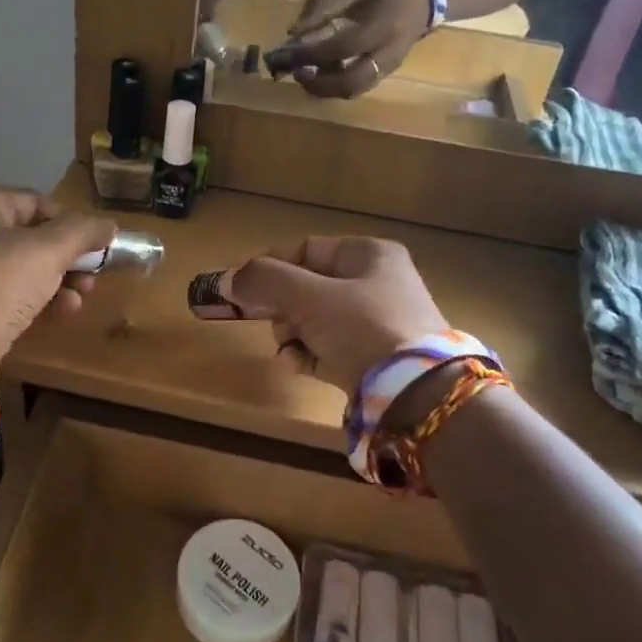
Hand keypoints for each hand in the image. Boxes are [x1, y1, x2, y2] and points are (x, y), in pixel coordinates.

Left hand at [0, 187, 115, 377]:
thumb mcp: (48, 250)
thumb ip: (83, 232)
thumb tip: (110, 225)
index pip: (38, 203)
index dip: (71, 224)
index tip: (96, 248)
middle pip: (31, 236)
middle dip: (68, 257)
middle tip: (93, 277)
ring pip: (22, 266)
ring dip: (59, 281)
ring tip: (81, 299)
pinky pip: (7, 291)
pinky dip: (36, 298)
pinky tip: (61, 312)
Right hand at [221, 236, 447, 395]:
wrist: (415, 392)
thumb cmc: (363, 328)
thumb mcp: (308, 297)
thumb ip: (264, 282)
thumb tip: (226, 280)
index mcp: (368, 255)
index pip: (305, 250)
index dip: (269, 268)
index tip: (240, 290)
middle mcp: (376, 283)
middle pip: (307, 287)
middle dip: (281, 308)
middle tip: (273, 324)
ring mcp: (377, 323)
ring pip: (314, 320)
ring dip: (291, 335)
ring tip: (288, 350)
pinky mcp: (374, 359)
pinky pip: (328, 349)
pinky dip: (308, 355)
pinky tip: (297, 366)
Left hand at [277, 0, 432, 97]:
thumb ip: (324, 7)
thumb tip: (292, 31)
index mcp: (382, 27)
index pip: (341, 48)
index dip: (311, 53)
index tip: (288, 53)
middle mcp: (388, 54)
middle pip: (350, 83)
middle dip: (318, 83)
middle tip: (297, 72)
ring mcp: (389, 68)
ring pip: (353, 91)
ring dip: (325, 89)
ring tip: (306, 73)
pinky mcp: (386, 74)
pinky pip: (358, 87)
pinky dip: (336, 85)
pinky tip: (323, 72)